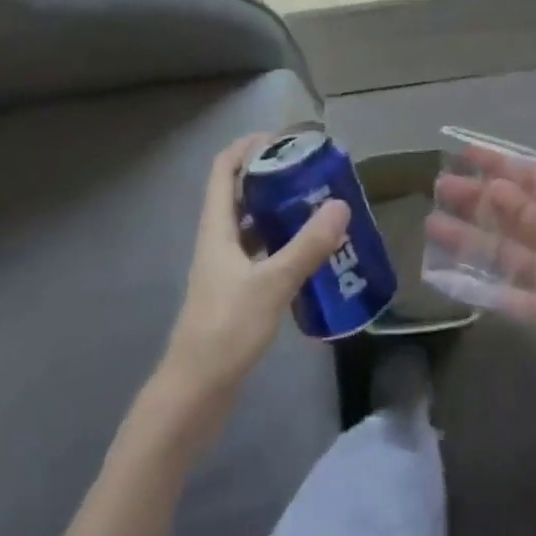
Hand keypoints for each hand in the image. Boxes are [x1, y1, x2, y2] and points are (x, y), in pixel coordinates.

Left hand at [162, 134, 350, 404]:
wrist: (194, 396)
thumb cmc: (224, 331)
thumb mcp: (271, 284)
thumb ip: (307, 246)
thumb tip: (341, 205)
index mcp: (216, 228)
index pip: (224, 168)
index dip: (249, 146)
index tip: (285, 138)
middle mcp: (219, 240)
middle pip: (240, 192)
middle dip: (273, 175)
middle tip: (313, 171)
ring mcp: (226, 268)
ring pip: (253, 224)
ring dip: (280, 210)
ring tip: (320, 204)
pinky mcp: (236, 292)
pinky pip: (261, 253)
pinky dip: (284, 244)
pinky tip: (312, 253)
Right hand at [426, 145, 535, 439]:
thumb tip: (493, 186)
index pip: (532, 182)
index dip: (501, 166)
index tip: (465, 153)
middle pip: (512, 214)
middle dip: (478, 200)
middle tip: (439, 188)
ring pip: (504, 252)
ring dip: (471, 238)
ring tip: (433, 226)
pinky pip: (507, 295)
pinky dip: (480, 286)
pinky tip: (451, 279)